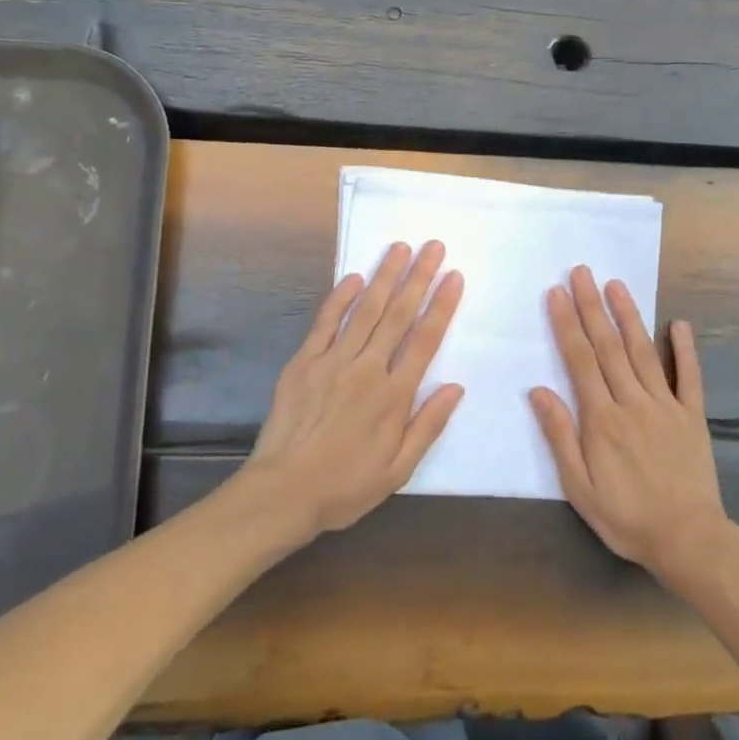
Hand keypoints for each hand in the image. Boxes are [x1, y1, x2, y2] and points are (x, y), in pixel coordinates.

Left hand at [241, 241, 464, 541]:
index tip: (454, 276)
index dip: (442, 305)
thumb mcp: (399, 469)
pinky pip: (325, 323)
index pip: (425, 340)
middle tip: (433, 246)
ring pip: (366, 311)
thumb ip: (429, 425)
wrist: (282, 493)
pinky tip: (355, 278)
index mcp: (394, 396)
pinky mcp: (304, 363)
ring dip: (385, 277)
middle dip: (419, 277)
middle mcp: (367, 370)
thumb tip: (456, 386)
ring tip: (400, 248)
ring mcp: (333, 362)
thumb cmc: (346, 486)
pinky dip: (340, 299)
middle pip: (399, 315)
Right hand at [530, 266, 731, 585]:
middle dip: (592, 306)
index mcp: (602, 419)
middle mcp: (632, 401)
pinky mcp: (692, 415)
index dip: (566, 324)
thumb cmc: (626, 517)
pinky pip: (689, 376)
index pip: (580, 361)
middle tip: (581, 272)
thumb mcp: (579, 488)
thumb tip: (538, 390)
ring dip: (628, 316)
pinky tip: (679, 323)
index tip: (556, 293)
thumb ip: (560, 436)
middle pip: (608, 346)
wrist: (687, 539)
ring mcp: (666, 405)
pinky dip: (685, 348)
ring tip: (616, 284)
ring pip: (643, 351)